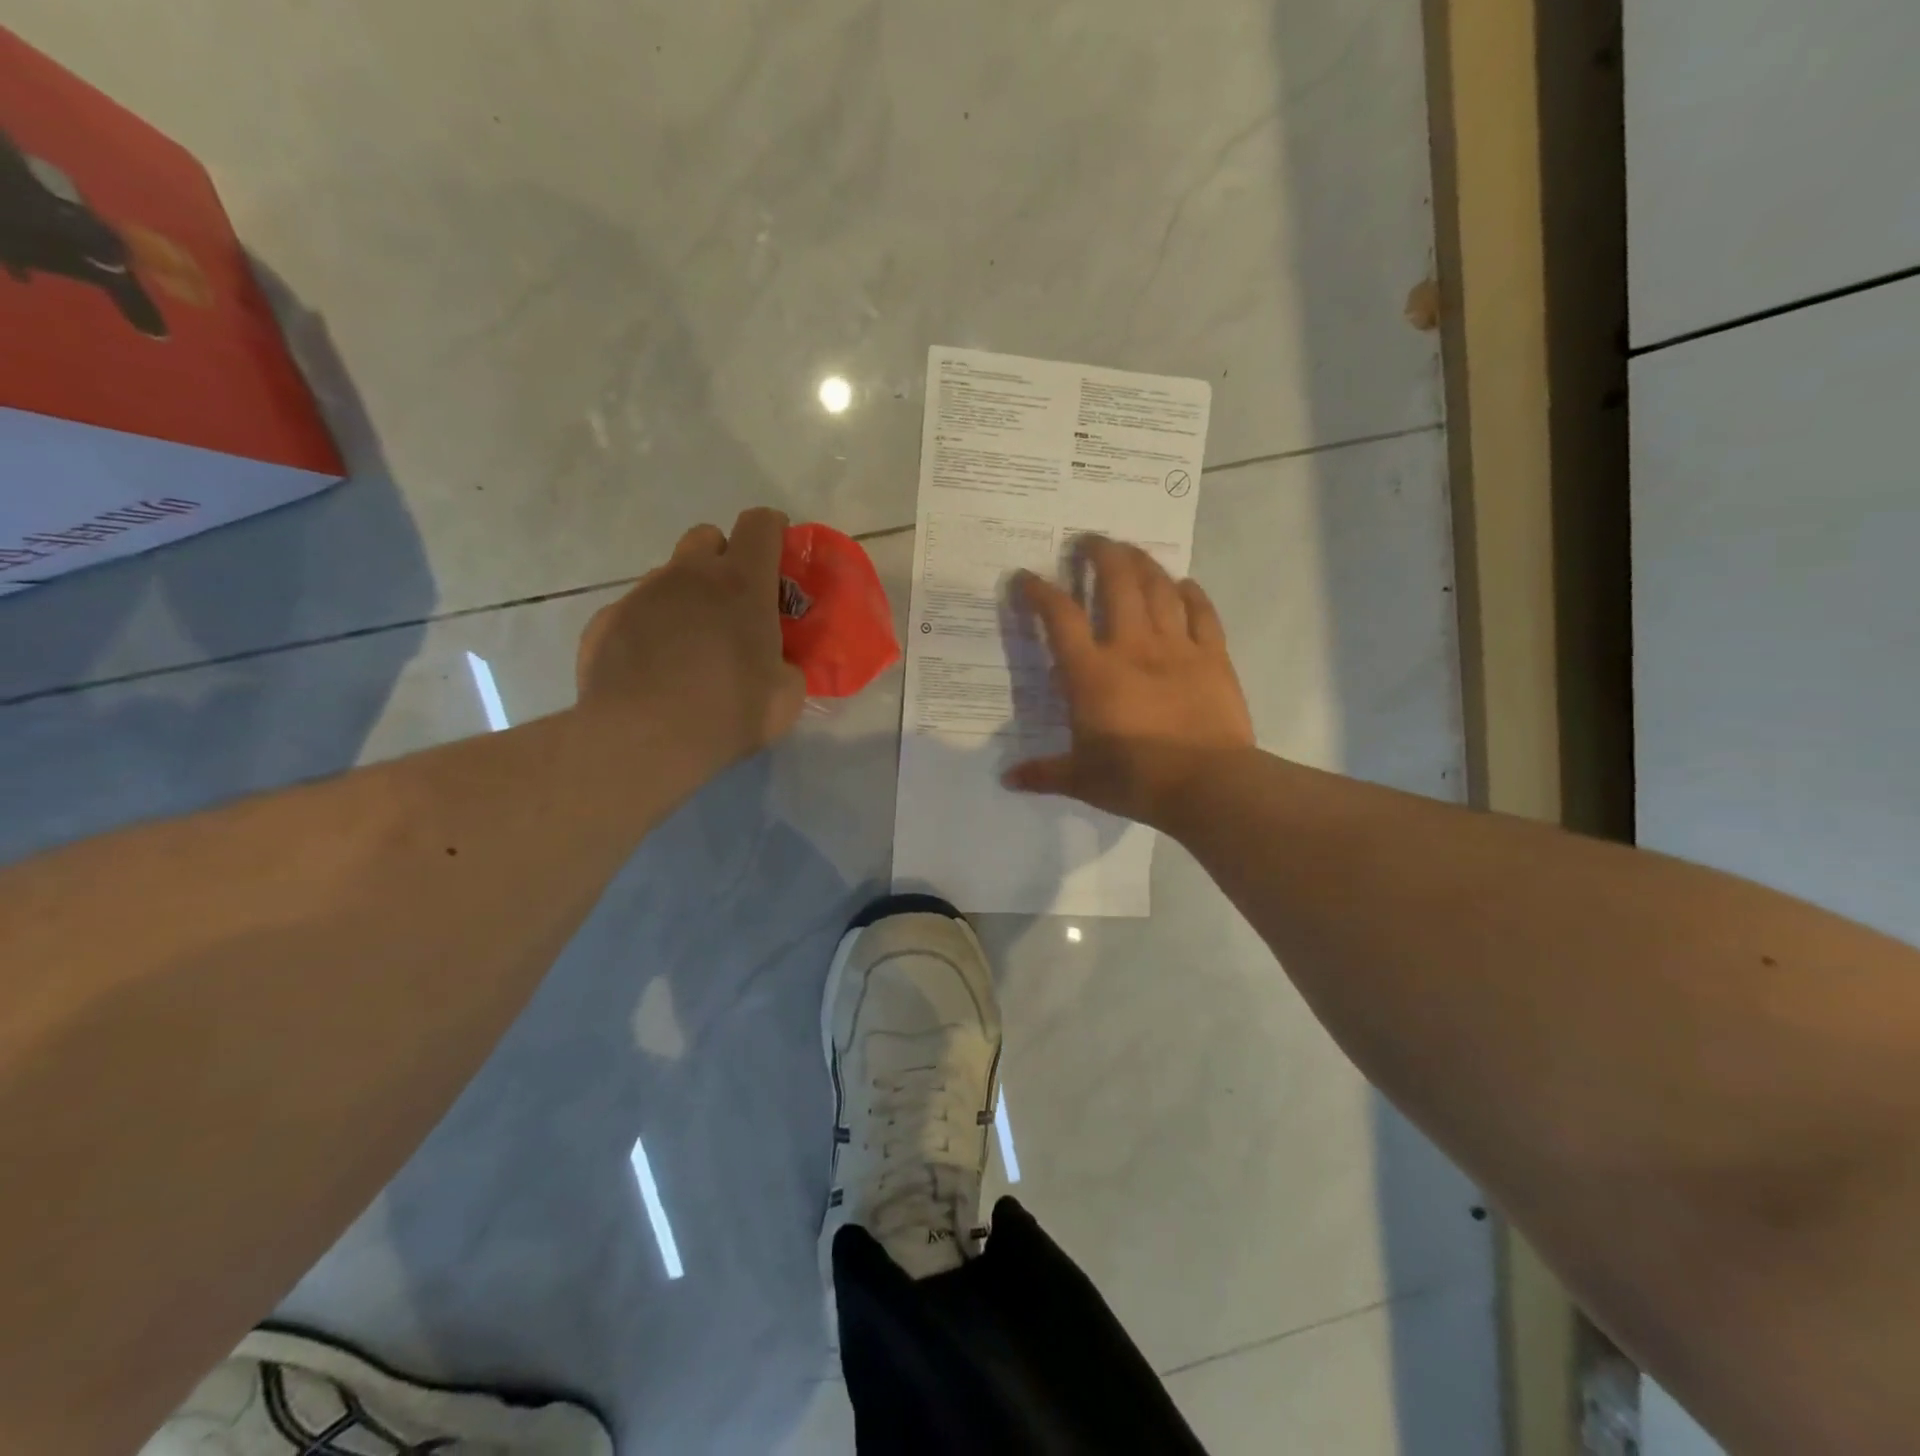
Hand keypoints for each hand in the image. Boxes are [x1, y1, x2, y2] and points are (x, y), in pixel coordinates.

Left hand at [575, 508, 806, 772]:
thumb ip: (786, 666)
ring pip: (668, 576)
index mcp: (741, 583)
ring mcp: (641, 595)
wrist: (642, 739)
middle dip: (723, 558)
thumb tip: (777, 664)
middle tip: (733, 603)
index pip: (759, 524)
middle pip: (707, 537)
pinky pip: (634, 613)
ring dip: (685, 597)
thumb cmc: (727, 711)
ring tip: (690, 647)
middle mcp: (688, 575)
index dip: (773, 530)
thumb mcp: (785, 695)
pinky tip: (652, 670)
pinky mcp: (605, 622)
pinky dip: (649, 630)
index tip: (779, 551)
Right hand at [1004, 537, 1254, 827]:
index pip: (1060, 617)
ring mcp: (1176, 648)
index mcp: (1092, 673)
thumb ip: (1043, 773)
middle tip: (1090, 540)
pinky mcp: (1213, 657)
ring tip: (1131, 550)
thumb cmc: (1136, 780)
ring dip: (1143, 563)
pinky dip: (1192, 593)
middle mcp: (1131, 647)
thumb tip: (1007, 779)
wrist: (1206, 785)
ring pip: (1159, 589)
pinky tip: (1184, 583)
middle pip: (1117, 583)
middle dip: (1101, 554)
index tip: (1026, 577)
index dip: (1040, 591)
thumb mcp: (1081, 780)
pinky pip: (1202, 613)